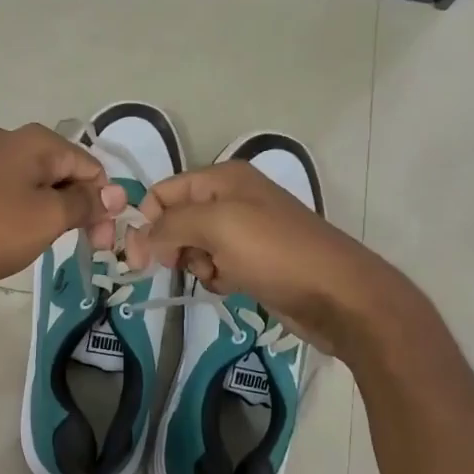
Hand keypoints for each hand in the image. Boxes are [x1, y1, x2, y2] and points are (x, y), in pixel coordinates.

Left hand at [0, 124, 122, 292]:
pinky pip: (7, 188)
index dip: (103, 203)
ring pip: (34, 181)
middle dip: (78, 207)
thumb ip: (84, 203)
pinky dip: (21, 209)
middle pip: (62, 171)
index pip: (90, 166)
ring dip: (50, 210)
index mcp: (36, 140)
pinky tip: (14, 233)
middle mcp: (9, 138)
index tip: (102, 242)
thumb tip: (113, 193)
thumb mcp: (47, 218)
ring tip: (45, 242)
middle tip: (84, 247)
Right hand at [124, 162, 401, 357]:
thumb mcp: (217, 226)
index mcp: (223, 178)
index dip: (145, 222)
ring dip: (195, 264)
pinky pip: (216, 265)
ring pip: (194, 246)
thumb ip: (170, 225)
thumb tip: (139, 238)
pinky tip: (232, 285)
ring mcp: (245, 231)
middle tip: (180, 267)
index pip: (163, 192)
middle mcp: (232, 198)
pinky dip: (216, 277)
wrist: (337, 295)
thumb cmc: (275, 252)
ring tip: (217, 274)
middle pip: (176, 219)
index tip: (136, 260)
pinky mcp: (255, 261)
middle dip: (172, 244)